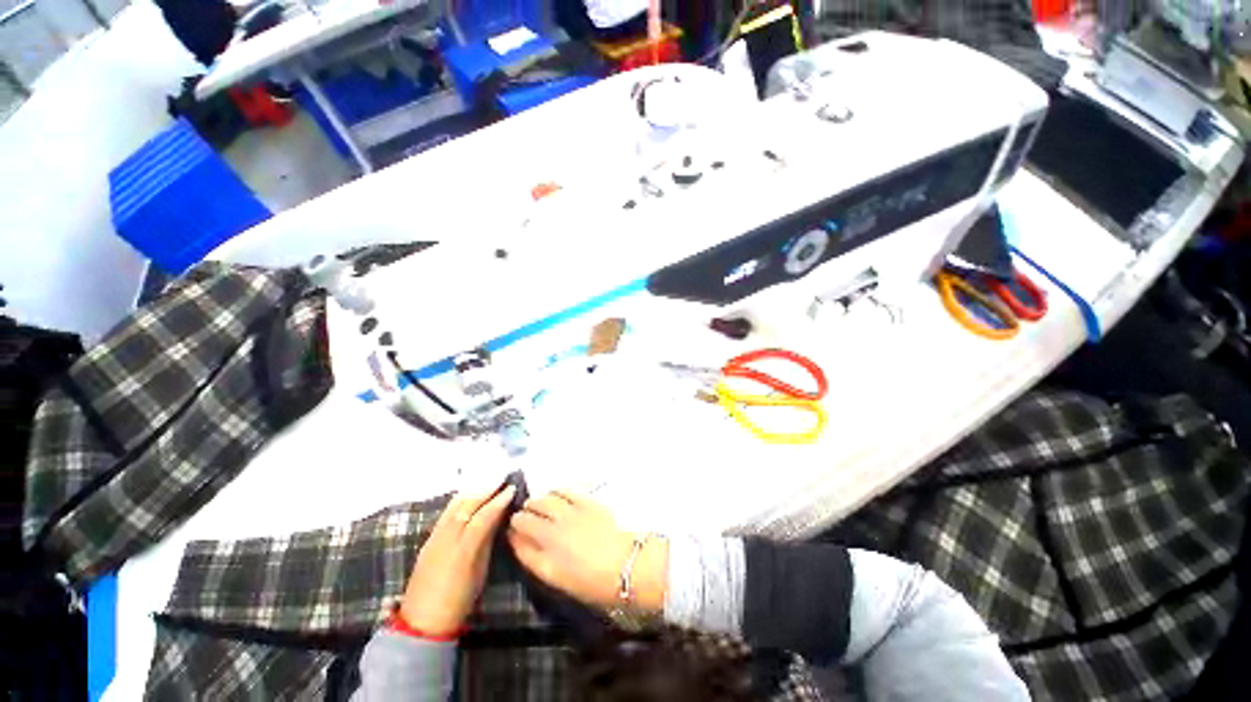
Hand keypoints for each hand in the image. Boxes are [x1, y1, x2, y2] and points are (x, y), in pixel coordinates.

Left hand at [398, 485, 515, 634]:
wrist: (422, 621)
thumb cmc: (459, 600)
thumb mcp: (480, 572)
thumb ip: (486, 542)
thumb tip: (497, 519)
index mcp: (463, 550)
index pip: (483, 517)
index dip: (498, 501)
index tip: (512, 489)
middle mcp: (446, 539)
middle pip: (466, 506)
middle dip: (485, 490)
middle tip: (501, 479)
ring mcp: (434, 538)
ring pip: (454, 506)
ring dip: (472, 492)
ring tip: (487, 482)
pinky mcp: (428, 540)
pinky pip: (446, 513)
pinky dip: (459, 500)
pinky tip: (468, 495)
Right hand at [507, 491, 667, 613]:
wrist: (628, 565)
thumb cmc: (597, 584)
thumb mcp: (563, 582)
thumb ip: (541, 562)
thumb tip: (527, 546)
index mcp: (544, 563)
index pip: (517, 545)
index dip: (511, 537)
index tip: (511, 534)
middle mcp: (551, 536)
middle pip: (524, 520)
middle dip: (520, 518)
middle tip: (523, 518)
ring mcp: (567, 515)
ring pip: (541, 501)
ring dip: (535, 503)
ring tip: (536, 504)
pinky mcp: (584, 501)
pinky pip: (563, 491)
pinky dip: (555, 492)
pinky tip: (555, 494)